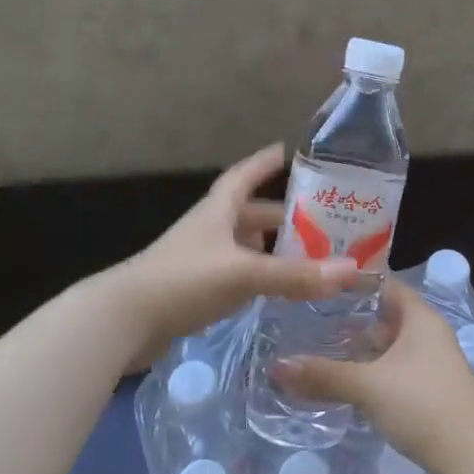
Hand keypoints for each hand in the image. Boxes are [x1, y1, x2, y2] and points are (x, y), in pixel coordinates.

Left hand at [103, 144, 359, 368]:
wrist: (122, 322)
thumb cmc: (183, 281)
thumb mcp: (244, 274)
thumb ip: (296, 275)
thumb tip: (352, 270)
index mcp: (218, 211)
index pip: (245, 175)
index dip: (266, 162)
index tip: (291, 151)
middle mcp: (209, 229)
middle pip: (249, 213)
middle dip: (281, 215)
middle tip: (320, 220)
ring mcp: (199, 260)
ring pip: (243, 246)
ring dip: (271, 248)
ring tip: (308, 255)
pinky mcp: (194, 290)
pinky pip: (235, 275)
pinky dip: (258, 277)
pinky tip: (275, 289)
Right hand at [273, 278, 473, 473]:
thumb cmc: (423, 403)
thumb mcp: (368, 386)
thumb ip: (323, 375)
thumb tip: (274, 367)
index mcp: (419, 317)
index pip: (383, 283)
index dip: (353, 281)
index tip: (317, 283)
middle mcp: (427, 333)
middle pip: (384, 315)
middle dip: (349, 318)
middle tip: (306, 317)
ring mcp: (430, 363)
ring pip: (388, 346)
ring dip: (359, 349)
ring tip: (317, 348)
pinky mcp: (428, 391)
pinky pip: (393, 370)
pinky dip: (370, 371)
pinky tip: (344, 382)